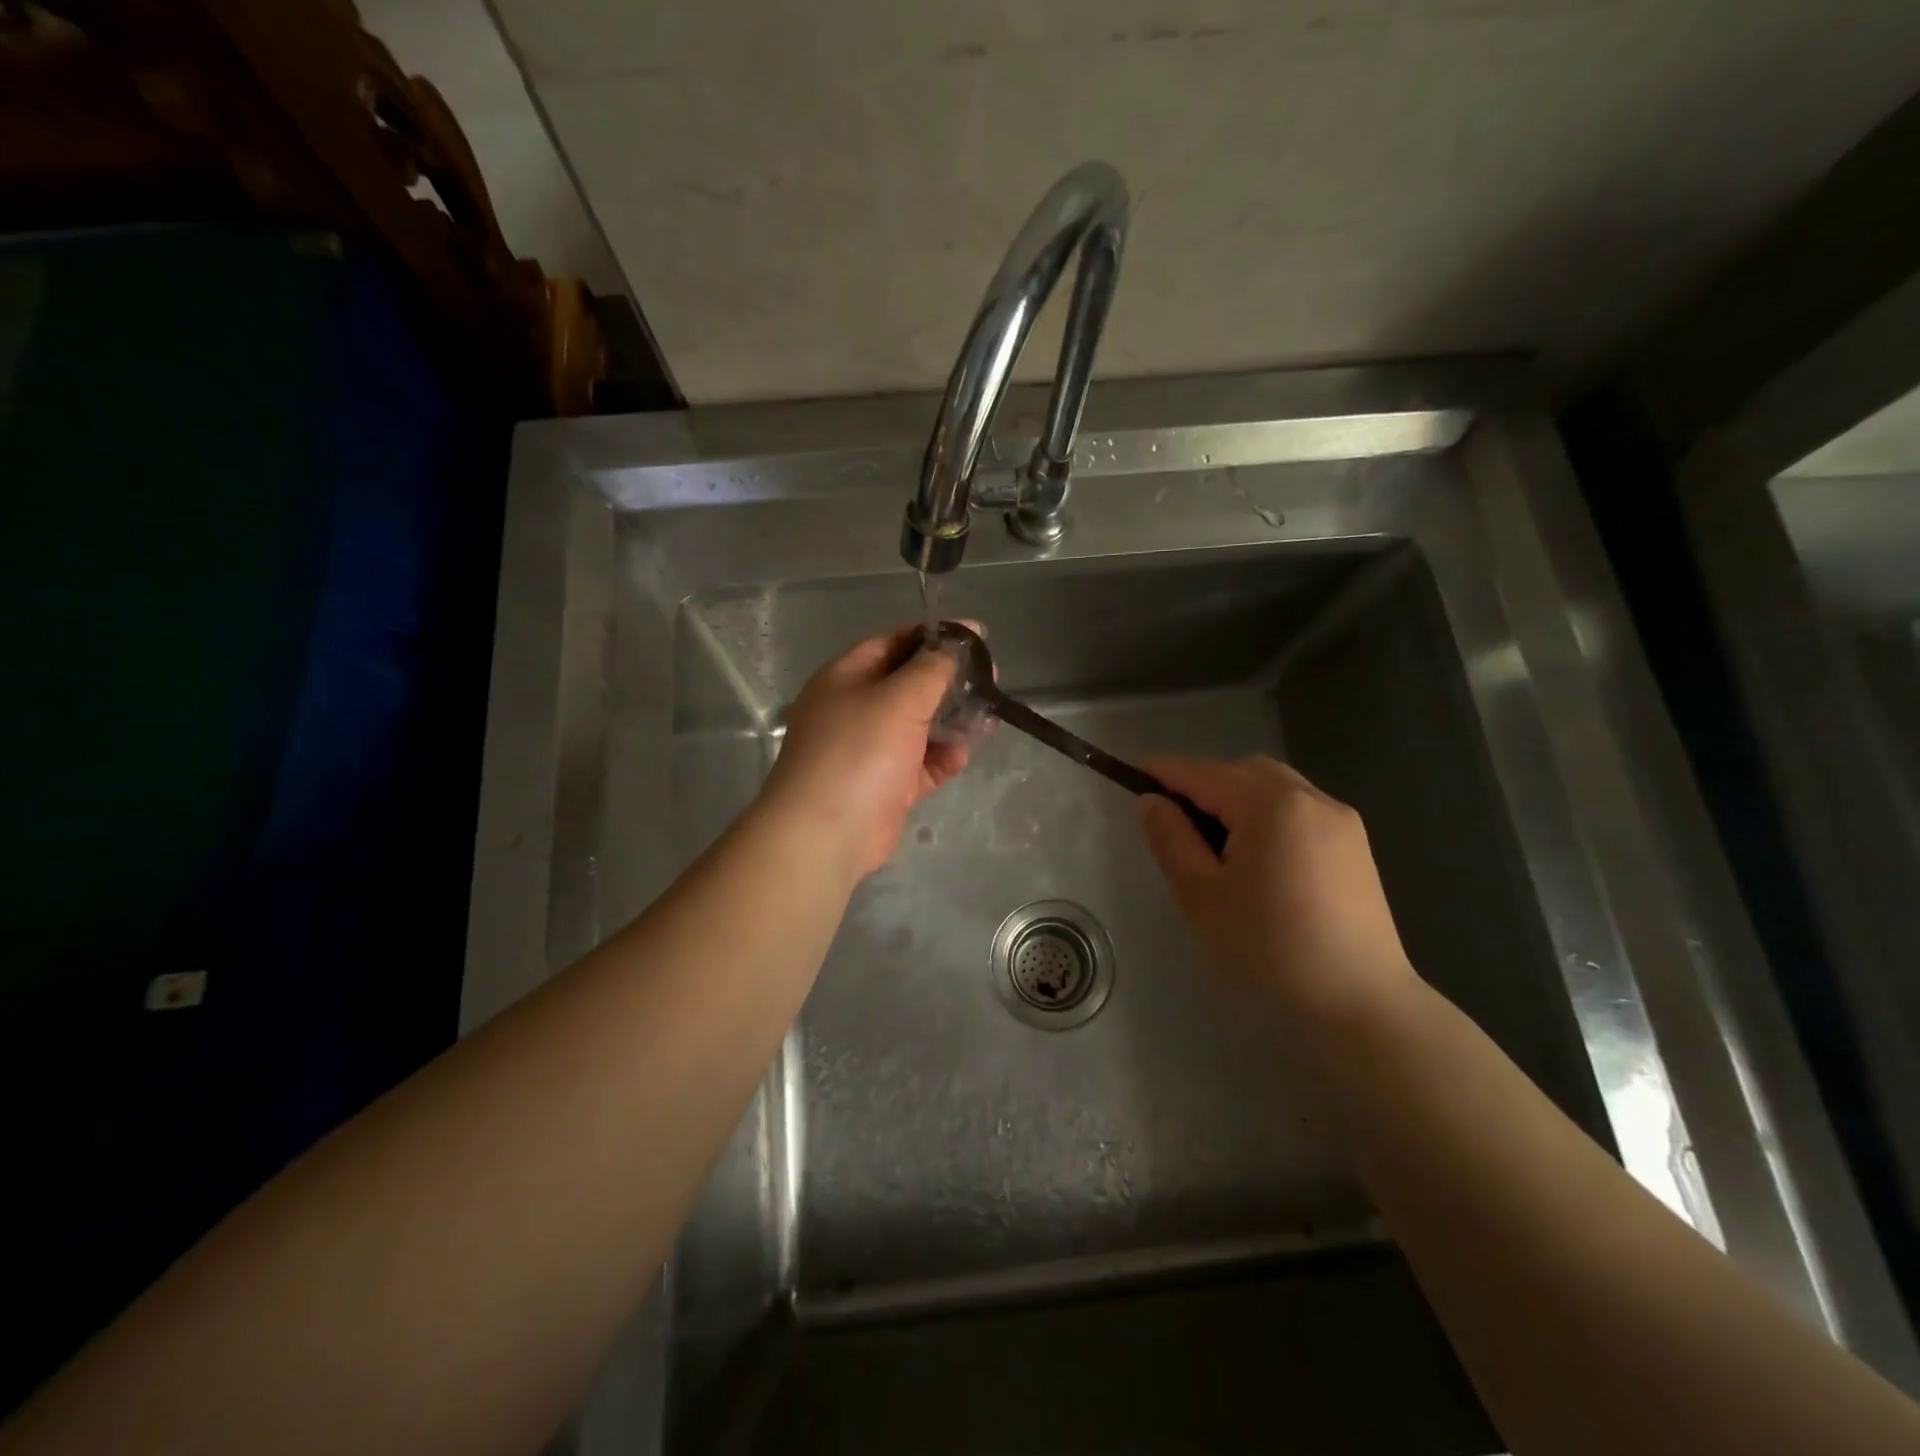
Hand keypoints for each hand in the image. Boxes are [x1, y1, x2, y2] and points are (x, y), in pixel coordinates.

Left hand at [757, 625, 977, 878]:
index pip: (895, 643)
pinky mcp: (888, 784)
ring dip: (953, 721)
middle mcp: (857, 708)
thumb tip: (957, 641)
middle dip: (950, 682)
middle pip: (911, 685)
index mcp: (847, 677)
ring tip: (987, 720)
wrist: (827, 833)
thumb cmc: (859, 752)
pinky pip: (922, 762)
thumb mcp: (900, 698)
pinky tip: (963, 755)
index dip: (936, 637)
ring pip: (921, 725)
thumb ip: (933, 667)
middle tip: (991, 680)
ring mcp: (872, 749)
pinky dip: (943, 756)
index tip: (978, 637)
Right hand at [1137, 754, 1417, 1024]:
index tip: (1132, 773)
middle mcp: (1310, 798)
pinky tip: (1257, 855)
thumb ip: (1171, 839)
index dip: (1164, 770)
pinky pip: (1298, 807)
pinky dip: (1267, 812)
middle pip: (1242, 771)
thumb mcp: (1201, 896)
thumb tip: (1151, 801)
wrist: (1359, 1003)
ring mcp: (1339, 819)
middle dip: (1203, 783)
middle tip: (1173, 820)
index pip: (1203, 773)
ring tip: (1214, 840)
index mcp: (1270, 806)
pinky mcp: (1354, 844)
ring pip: (1273, 785)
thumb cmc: (1269, 950)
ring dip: (1236, 796)